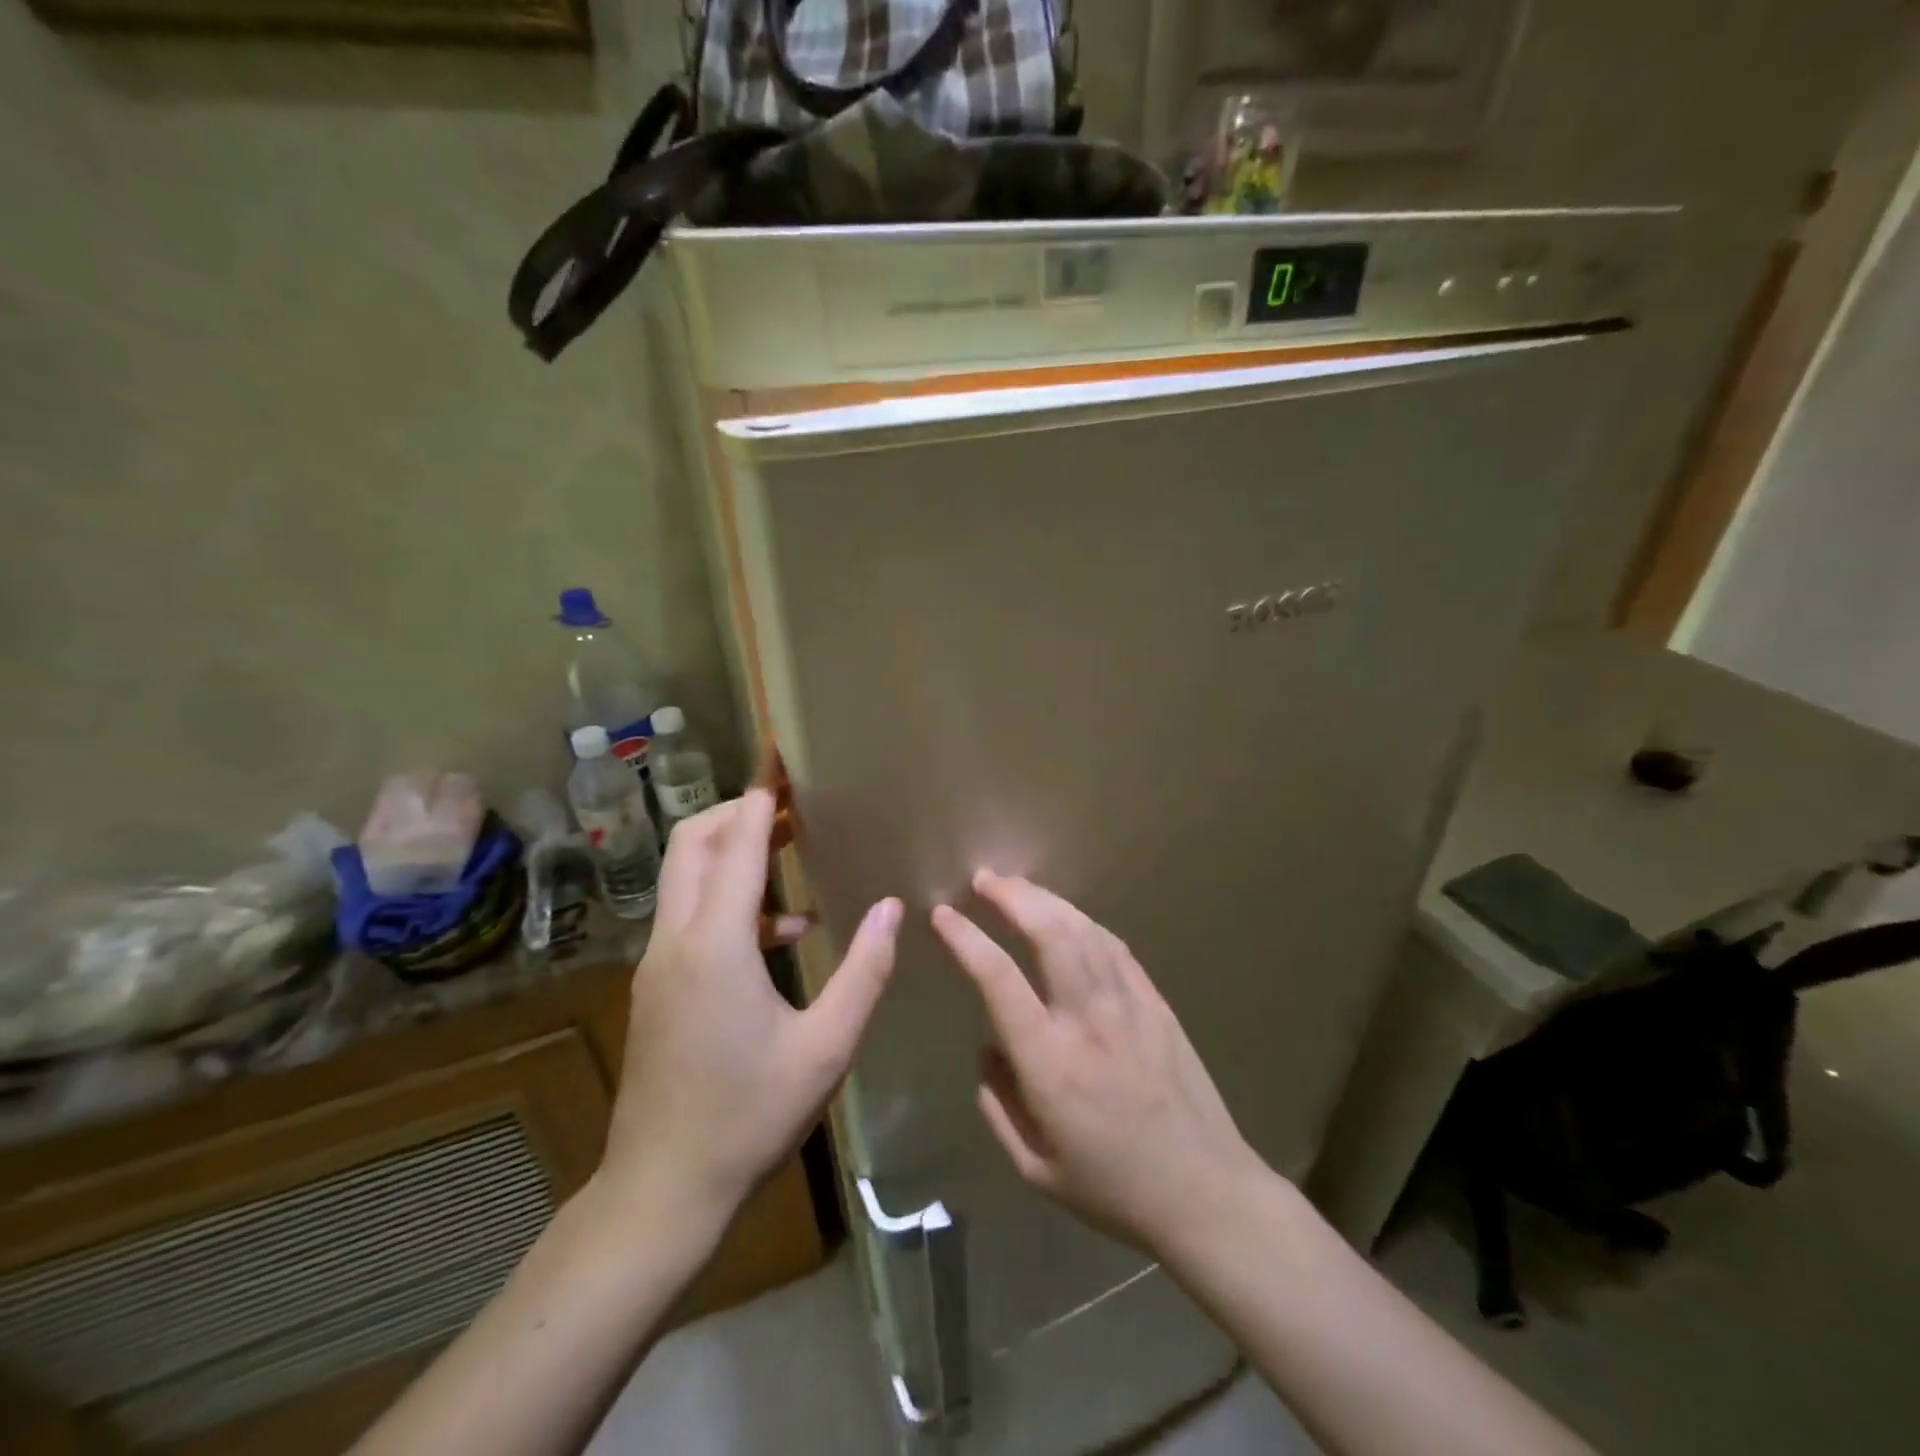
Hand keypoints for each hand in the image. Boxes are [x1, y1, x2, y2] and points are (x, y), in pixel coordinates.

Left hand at [597, 786, 901, 1228]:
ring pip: (688, 877)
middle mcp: (677, 940)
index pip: (738, 844)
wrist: (662, 1189)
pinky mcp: (658, 986)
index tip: (778, 756)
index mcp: (716, 944)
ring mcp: (659, 963)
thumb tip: (891, 908)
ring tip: (795, 851)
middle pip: (696, 844)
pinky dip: (731, 900)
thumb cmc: (750, 1116)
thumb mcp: (826, 1047)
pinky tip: (784, 932)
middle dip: (741, 812)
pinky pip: (691, 916)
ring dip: (736, 853)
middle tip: (795, 804)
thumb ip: (864, 971)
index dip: (760, 794)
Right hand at [932, 871, 1261, 1254]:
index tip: (942, 915)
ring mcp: (1128, 1004)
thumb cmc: (1114, 1188)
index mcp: (1049, 1061)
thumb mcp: (1036, 1168)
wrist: (1206, 1192)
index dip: (966, 939)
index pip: (998, 979)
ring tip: (1018, 886)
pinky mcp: (1156, 1003)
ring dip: (1045, 899)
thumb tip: (989, 1051)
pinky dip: (1084, 921)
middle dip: (1011, 896)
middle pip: (1048, 933)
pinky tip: (1069, 916)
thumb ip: (998, 1106)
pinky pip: (1115, 946)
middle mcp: (1087, 1018)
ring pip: (1083, 930)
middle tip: (984, 880)